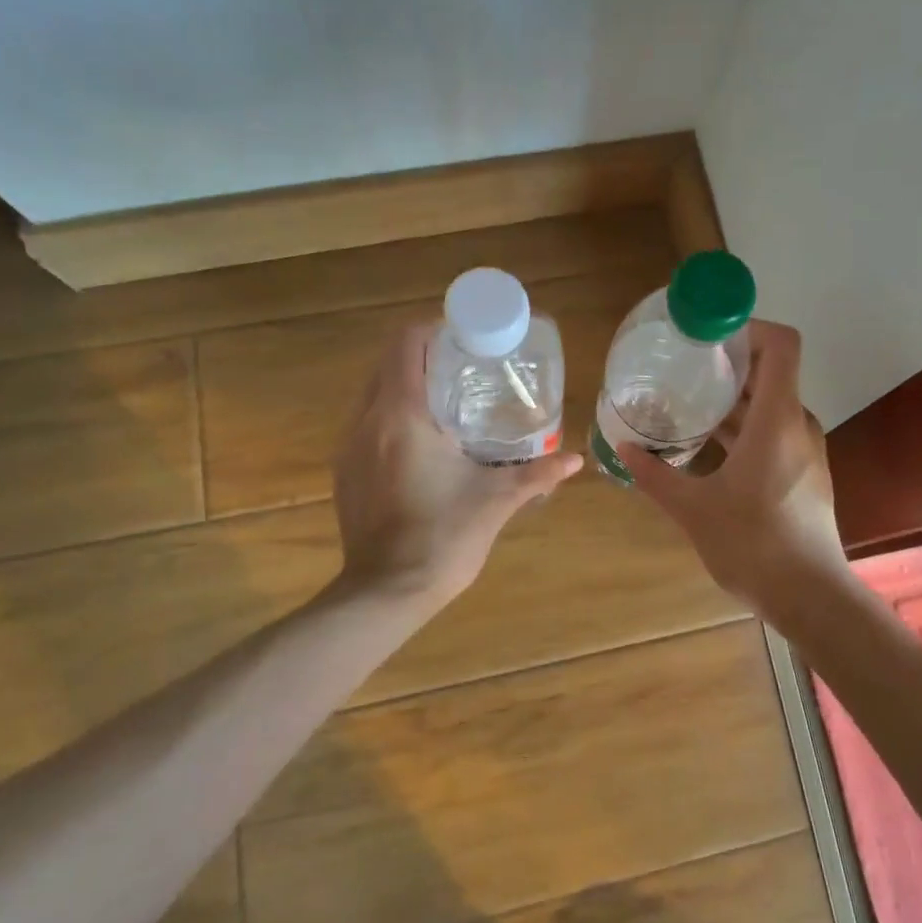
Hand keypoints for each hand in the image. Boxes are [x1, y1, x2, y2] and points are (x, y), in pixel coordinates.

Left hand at [332, 322, 582, 607]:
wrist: (386, 593)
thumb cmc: (443, 537)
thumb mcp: (497, 501)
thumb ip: (538, 473)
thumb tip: (577, 459)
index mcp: (402, 415)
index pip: (407, 343)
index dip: (436, 329)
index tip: (468, 338)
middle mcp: (367, 420)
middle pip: (388, 362)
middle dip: (426, 356)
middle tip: (467, 368)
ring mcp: (349, 446)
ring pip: (374, 392)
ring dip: (407, 385)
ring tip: (449, 401)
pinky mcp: (344, 470)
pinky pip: (367, 422)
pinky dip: (393, 414)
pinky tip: (424, 441)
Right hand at [622, 319, 847, 610]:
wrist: (810, 597)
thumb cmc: (753, 545)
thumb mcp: (694, 509)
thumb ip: (656, 475)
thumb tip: (624, 449)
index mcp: (776, 420)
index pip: (781, 345)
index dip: (748, 327)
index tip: (708, 336)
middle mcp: (797, 425)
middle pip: (771, 372)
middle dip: (729, 364)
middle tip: (684, 368)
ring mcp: (806, 450)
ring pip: (771, 406)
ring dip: (734, 400)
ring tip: (690, 404)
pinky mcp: (805, 473)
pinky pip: (775, 432)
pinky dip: (745, 427)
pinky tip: (711, 447)